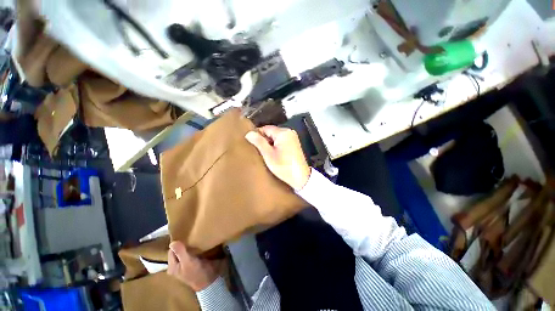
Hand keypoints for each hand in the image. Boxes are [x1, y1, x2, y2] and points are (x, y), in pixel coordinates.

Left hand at [167, 241, 220, 291]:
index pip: (171, 251)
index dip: (177, 243)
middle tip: (191, 235)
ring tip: (195, 237)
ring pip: (185, 250)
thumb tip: (172, 242)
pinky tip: (199, 242)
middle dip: (183, 243)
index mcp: (172, 267)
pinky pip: (192, 251)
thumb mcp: (187, 262)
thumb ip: (180, 252)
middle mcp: (177, 264)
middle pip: (178, 250)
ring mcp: (186, 263)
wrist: (210, 280)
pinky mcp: (194, 261)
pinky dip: (194, 247)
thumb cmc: (196, 273)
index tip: (185, 236)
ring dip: (189, 245)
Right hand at [245, 125, 310, 190]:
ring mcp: (293, 137)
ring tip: (267, 154)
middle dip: (264, 140)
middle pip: (271, 132)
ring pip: (276, 137)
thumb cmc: (284, 167)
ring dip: (270, 144)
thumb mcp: (269, 155)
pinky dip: (276, 146)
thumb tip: (249, 133)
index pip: (265, 128)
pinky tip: (274, 155)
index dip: (258, 135)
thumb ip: (259, 142)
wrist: (300, 178)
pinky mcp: (294, 143)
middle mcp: (289, 132)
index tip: (253, 145)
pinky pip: (281, 141)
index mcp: (283, 133)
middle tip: (260, 152)